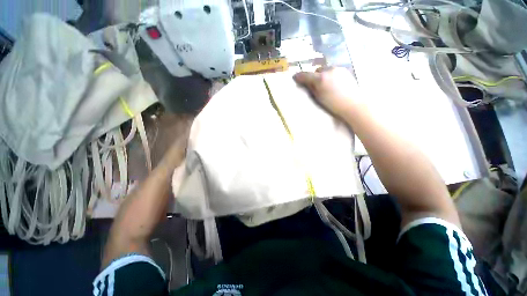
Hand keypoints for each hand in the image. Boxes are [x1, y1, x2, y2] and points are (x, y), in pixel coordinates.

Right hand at [293, 67, 361, 117]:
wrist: (353, 105)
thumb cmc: (334, 105)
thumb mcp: (319, 97)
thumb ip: (311, 88)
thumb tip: (305, 82)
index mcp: (321, 78)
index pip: (306, 75)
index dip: (299, 76)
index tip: (295, 77)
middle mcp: (329, 70)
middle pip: (317, 71)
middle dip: (314, 77)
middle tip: (314, 85)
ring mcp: (338, 69)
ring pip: (326, 70)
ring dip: (323, 75)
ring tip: (325, 85)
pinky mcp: (345, 71)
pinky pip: (334, 71)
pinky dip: (330, 76)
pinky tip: (334, 85)